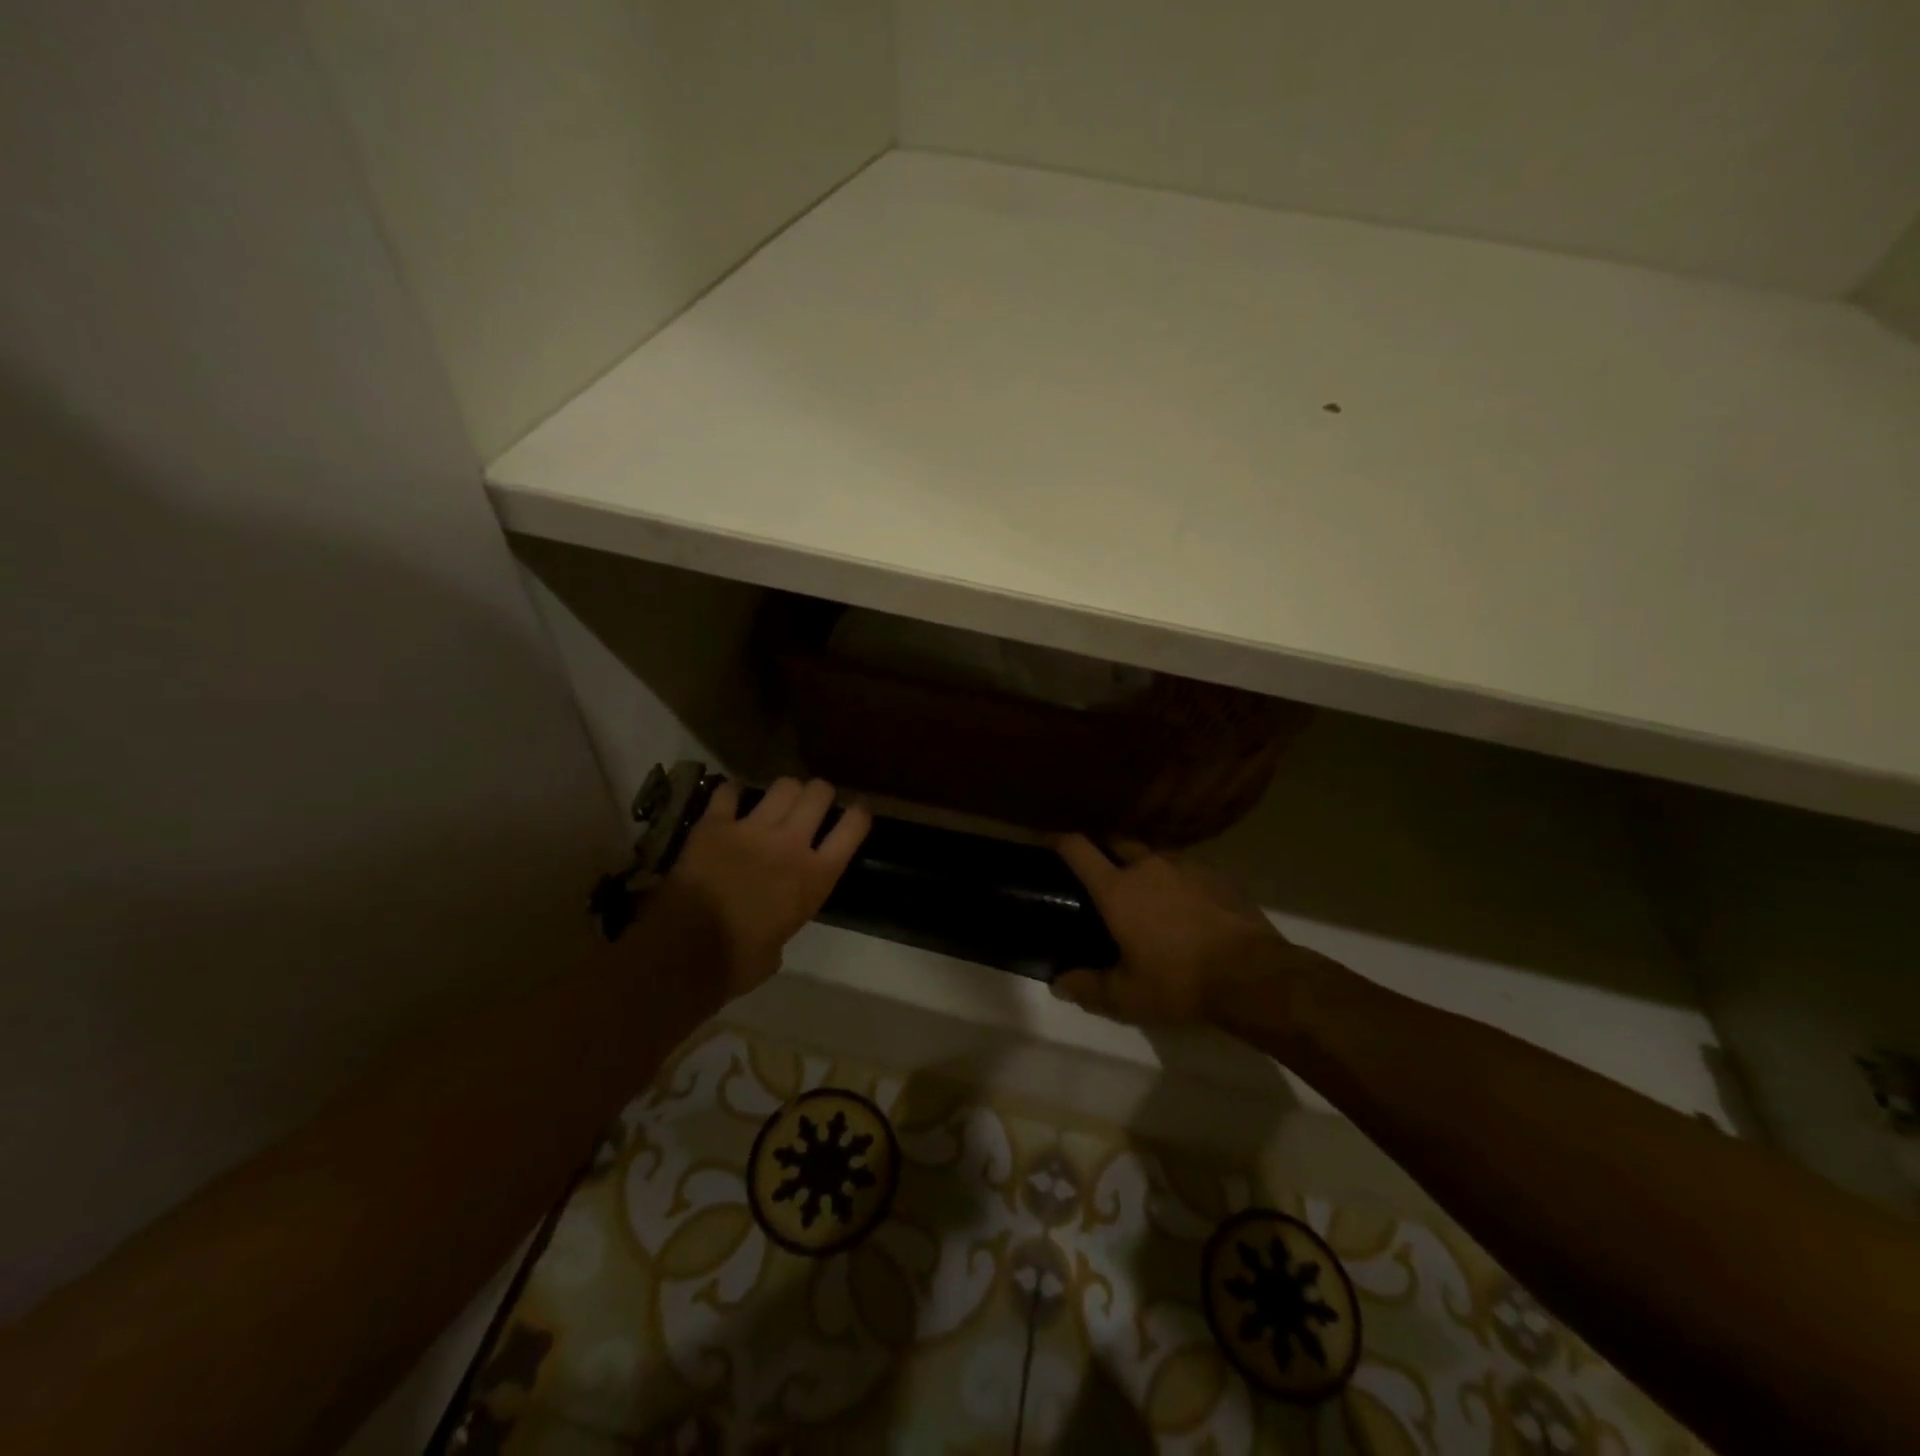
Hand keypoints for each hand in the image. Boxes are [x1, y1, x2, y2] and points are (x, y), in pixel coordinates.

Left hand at [648, 776, 870, 1001]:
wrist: (685, 954)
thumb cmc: (738, 963)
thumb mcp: (779, 947)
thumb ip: (785, 921)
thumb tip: (772, 926)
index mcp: (816, 878)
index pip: (853, 828)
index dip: (858, 814)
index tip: (855, 812)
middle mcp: (791, 844)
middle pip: (819, 793)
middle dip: (820, 793)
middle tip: (813, 803)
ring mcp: (752, 830)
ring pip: (783, 786)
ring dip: (785, 790)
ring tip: (777, 800)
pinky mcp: (714, 826)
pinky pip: (727, 793)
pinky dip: (730, 793)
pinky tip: (730, 799)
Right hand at [1051, 834, 1302, 1026]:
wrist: (1252, 975)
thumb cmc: (1179, 982)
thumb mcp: (1127, 997)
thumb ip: (1088, 988)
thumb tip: (1058, 984)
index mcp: (1117, 889)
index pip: (1078, 849)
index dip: (1058, 839)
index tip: (1047, 839)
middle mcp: (1148, 866)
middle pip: (1117, 841)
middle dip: (1104, 849)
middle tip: (1100, 871)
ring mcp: (1186, 866)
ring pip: (1154, 853)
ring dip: (1143, 864)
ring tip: (1146, 888)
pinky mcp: (1218, 876)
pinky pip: (1187, 868)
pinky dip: (1177, 879)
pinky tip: (1185, 903)